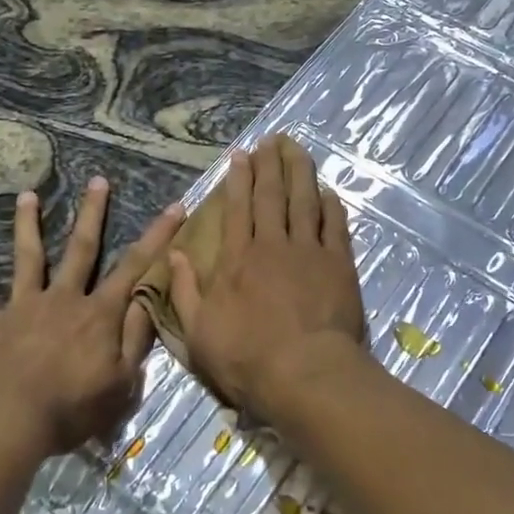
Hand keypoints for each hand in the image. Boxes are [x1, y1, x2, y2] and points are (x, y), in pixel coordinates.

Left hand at [0, 178, 185, 458]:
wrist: (4, 423)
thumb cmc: (70, 409)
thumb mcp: (122, 382)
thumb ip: (136, 337)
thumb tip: (149, 298)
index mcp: (98, 314)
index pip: (135, 267)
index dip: (158, 236)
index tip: (174, 207)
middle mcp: (62, 298)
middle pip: (81, 248)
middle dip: (92, 213)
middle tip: (98, 181)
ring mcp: (22, 307)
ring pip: (28, 257)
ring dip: (28, 225)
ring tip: (27, 196)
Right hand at [169, 135, 367, 413]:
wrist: (305, 373)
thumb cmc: (247, 358)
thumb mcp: (197, 332)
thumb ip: (184, 291)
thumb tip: (174, 254)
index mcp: (237, 259)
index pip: (237, 208)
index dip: (239, 179)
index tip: (241, 155)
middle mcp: (272, 245)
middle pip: (272, 196)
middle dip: (270, 164)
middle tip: (271, 140)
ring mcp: (309, 252)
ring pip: (305, 201)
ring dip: (300, 172)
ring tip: (298, 149)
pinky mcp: (338, 265)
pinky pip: (335, 226)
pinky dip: (330, 205)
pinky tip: (327, 191)